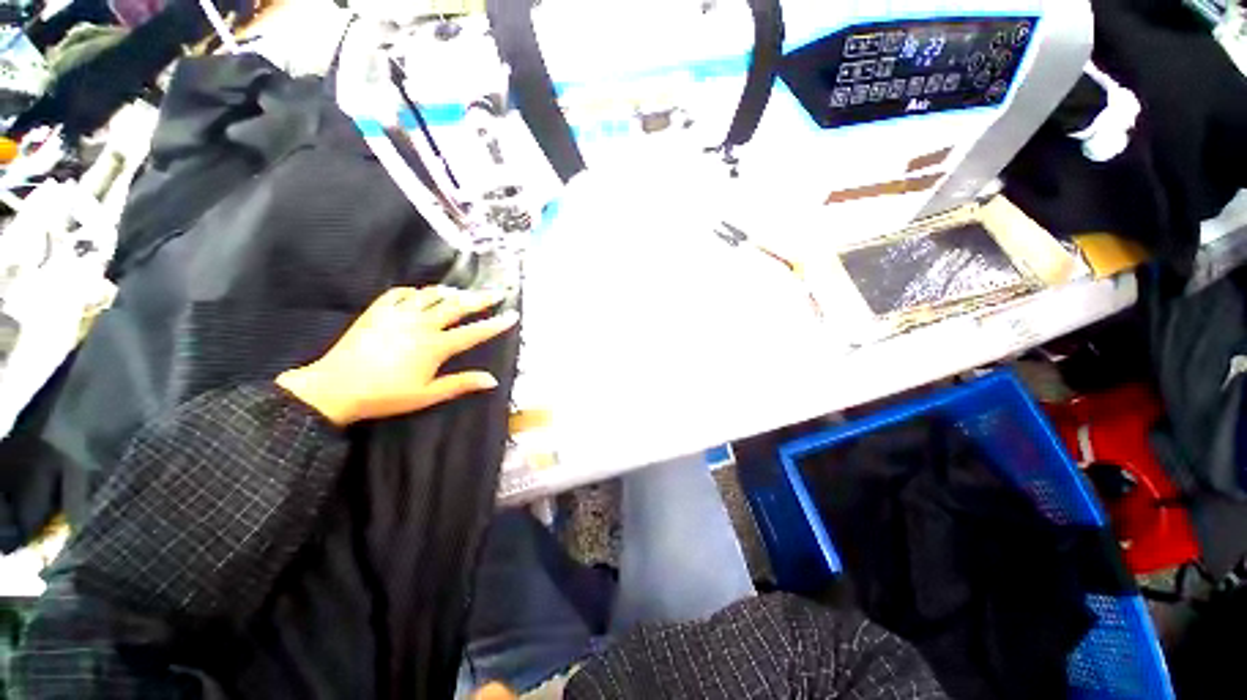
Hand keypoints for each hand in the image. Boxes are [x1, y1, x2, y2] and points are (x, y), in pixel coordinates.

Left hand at [276, 286, 517, 425]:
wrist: (335, 388)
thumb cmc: (385, 395)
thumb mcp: (427, 395)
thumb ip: (461, 383)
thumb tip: (493, 380)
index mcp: (435, 346)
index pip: (474, 332)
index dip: (496, 324)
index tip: (512, 315)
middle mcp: (421, 324)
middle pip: (457, 306)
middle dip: (480, 298)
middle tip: (496, 292)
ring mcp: (398, 315)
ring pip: (431, 295)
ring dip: (450, 293)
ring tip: (462, 293)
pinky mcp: (378, 311)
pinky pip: (400, 293)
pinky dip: (415, 292)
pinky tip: (421, 294)